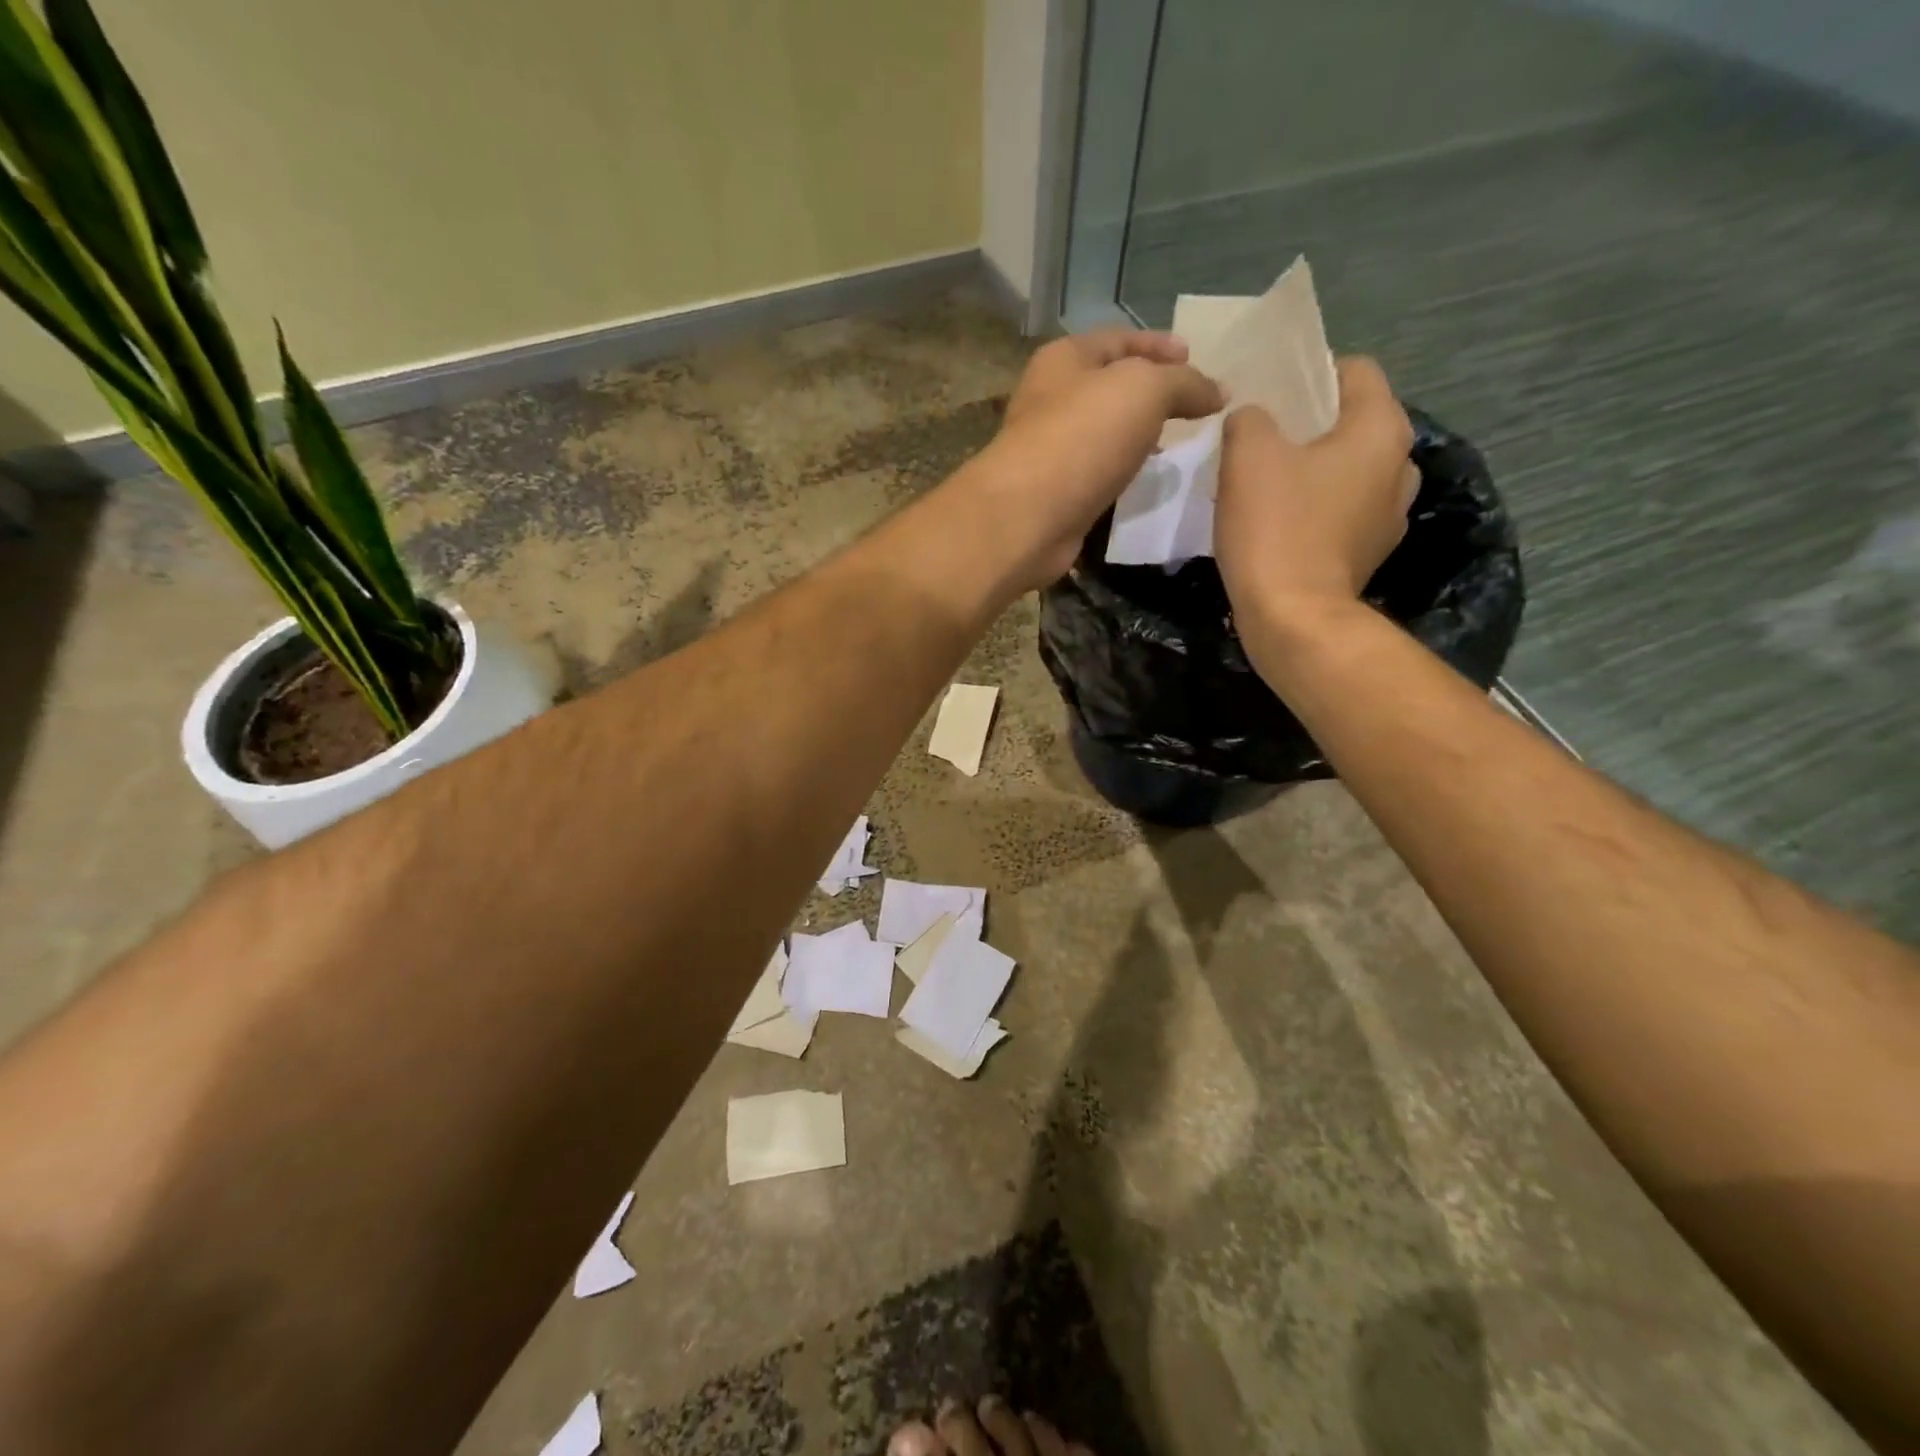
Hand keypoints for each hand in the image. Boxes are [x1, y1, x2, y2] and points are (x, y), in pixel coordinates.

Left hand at [974, 330, 1223, 588]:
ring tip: (1175, 443)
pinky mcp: (1055, 493)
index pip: (1118, 339)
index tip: (1194, 356)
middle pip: (1108, 386)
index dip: (1158, 344)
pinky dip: (1122, 471)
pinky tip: (1144, 480)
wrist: (1028, 516)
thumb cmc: (1082, 437)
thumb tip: (1219, 391)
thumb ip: (1185, 384)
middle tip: (1190, 406)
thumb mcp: (1145, 391)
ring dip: (1137, 435)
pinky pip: (1097, 472)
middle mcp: (1051, 399)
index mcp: (1064, 360)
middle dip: (1149, 393)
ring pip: (1103, 433)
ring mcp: (1050, 449)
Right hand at [1214, 356, 1415, 628]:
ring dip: (1315, 471)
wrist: (1293, 617)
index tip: (1271, 393)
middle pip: (1353, 424)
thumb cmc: (1276, 526)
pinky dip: (1317, 510)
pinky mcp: (1369, 554)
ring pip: (1349, 472)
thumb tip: (1252, 418)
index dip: (1310, 373)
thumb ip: (1249, 418)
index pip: (1355, 371)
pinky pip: (1343, 513)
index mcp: (1381, 429)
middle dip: (1311, 426)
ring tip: (1270, 485)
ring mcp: (1390, 516)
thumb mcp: (1247, 454)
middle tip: (1264, 439)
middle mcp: (1400, 466)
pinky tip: (1281, 525)